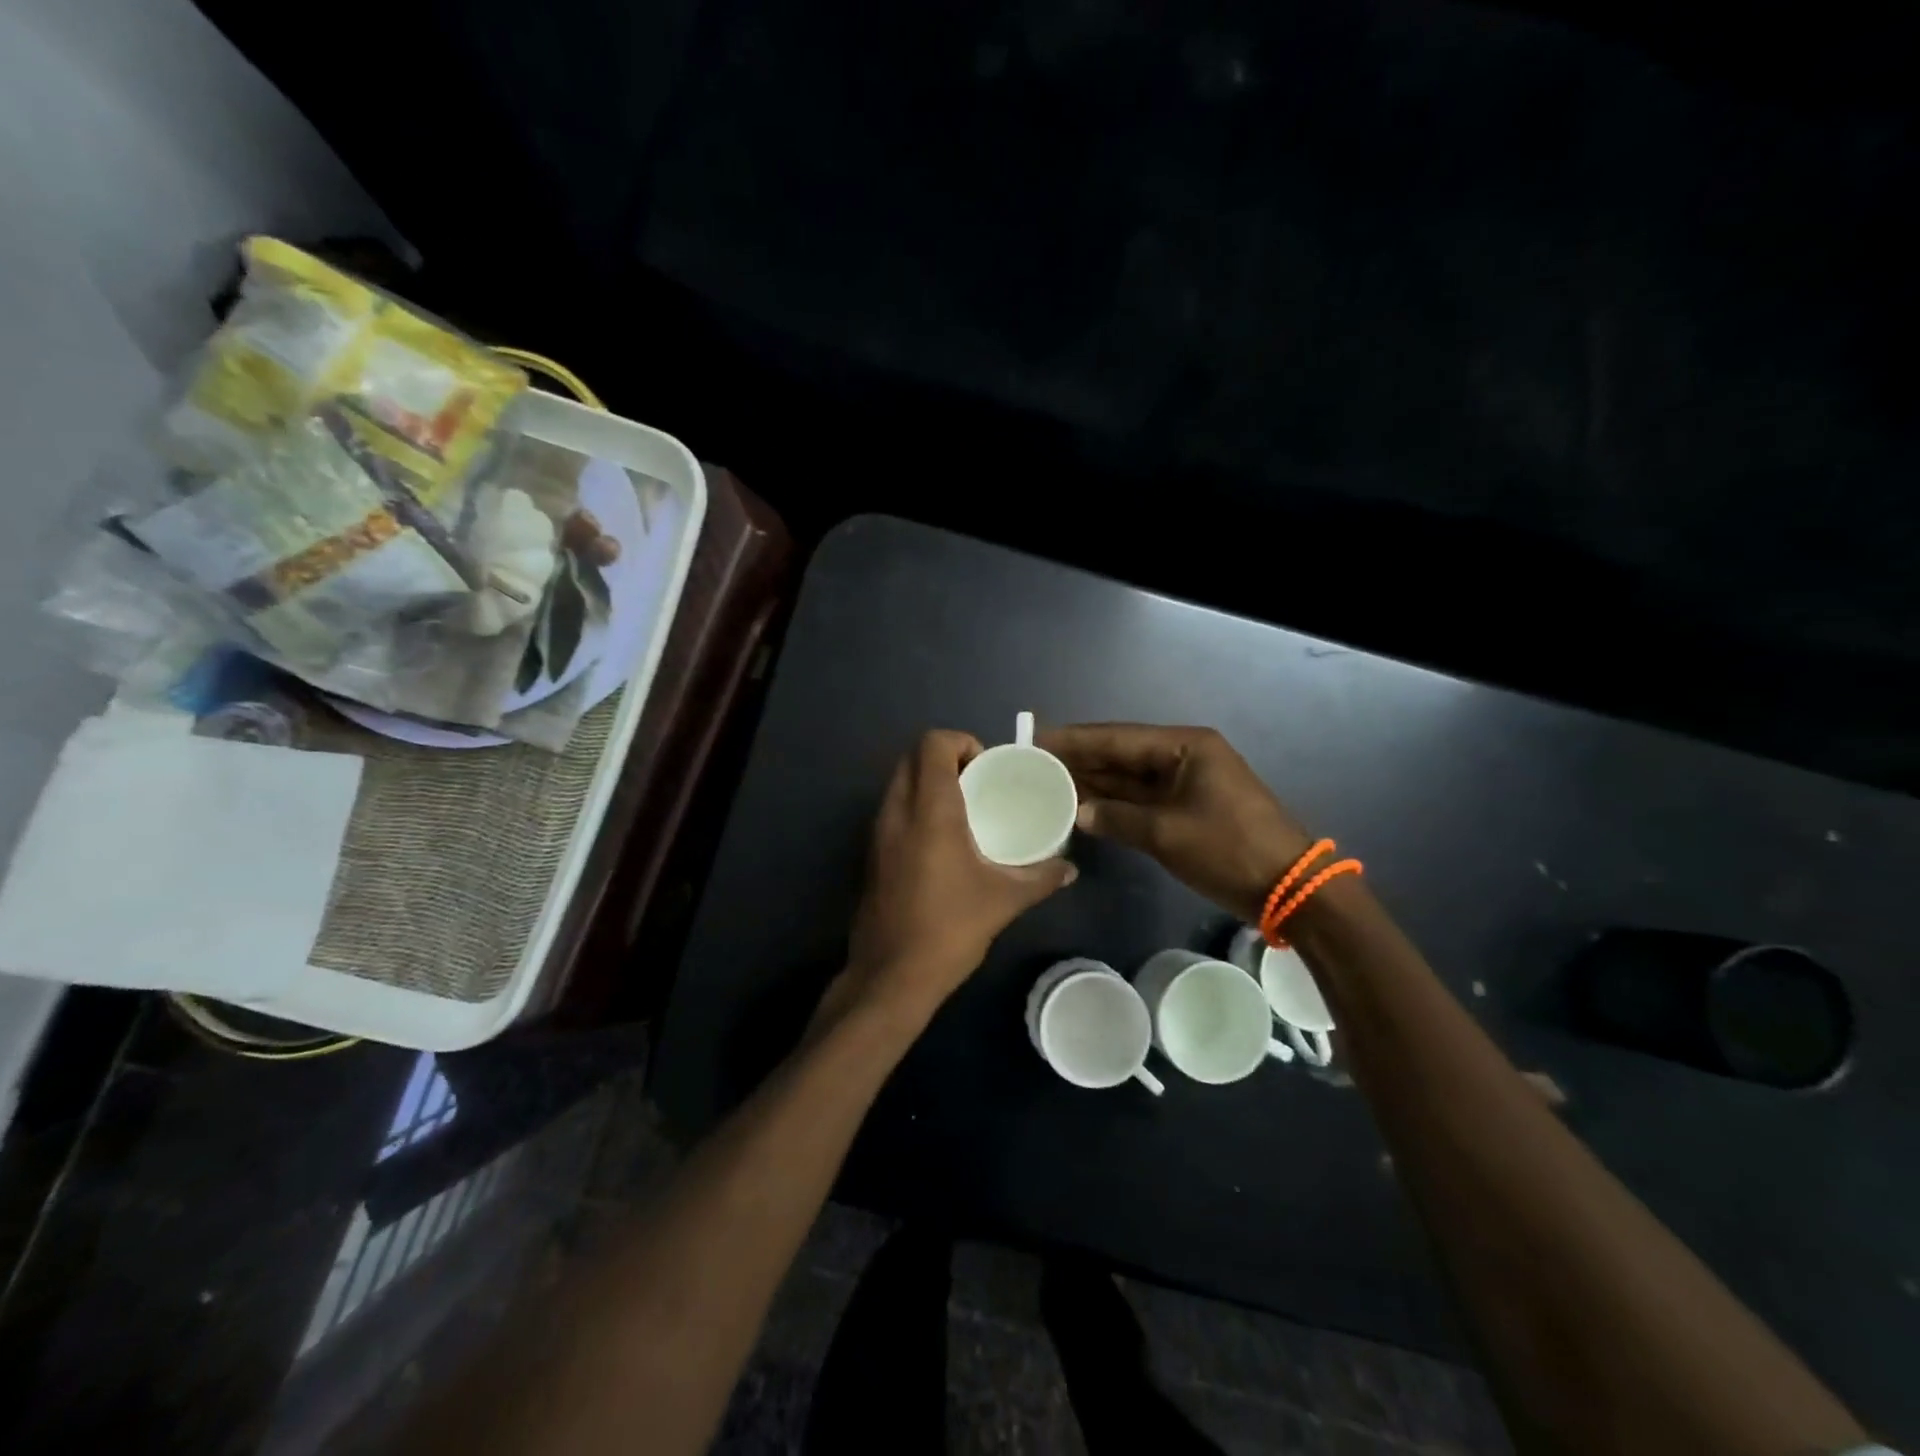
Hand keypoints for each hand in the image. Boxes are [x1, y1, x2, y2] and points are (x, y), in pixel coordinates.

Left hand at [840, 730, 1075, 1021]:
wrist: (891, 975)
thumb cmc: (949, 928)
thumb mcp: (1004, 900)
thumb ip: (1041, 877)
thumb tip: (1069, 869)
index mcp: (929, 810)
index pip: (933, 744)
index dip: (961, 742)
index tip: (986, 767)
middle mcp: (896, 811)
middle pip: (912, 757)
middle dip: (945, 758)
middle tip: (977, 783)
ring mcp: (877, 832)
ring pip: (899, 783)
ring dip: (928, 782)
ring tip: (963, 808)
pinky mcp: (871, 854)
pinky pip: (892, 809)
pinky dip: (915, 806)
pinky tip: (941, 840)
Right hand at [1040, 723, 1311, 923]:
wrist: (1289, 889)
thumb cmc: (1229, 850)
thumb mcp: (1167, 834)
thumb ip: (1117, 818)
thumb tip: (1077, 812)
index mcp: (1184, 747)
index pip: (1117, 738)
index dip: (1075, 740)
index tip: (1036, 738)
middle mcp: (1182, 756)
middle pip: (1121, 753)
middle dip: (1080, 759)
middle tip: (1034, 763)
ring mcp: (1185, 782)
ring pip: (1129, 777)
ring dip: (1094, 782)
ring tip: (1047, 782)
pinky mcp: (1186, 808)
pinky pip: (1140, 799)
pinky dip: (1114, 803)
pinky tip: (1081, 806)